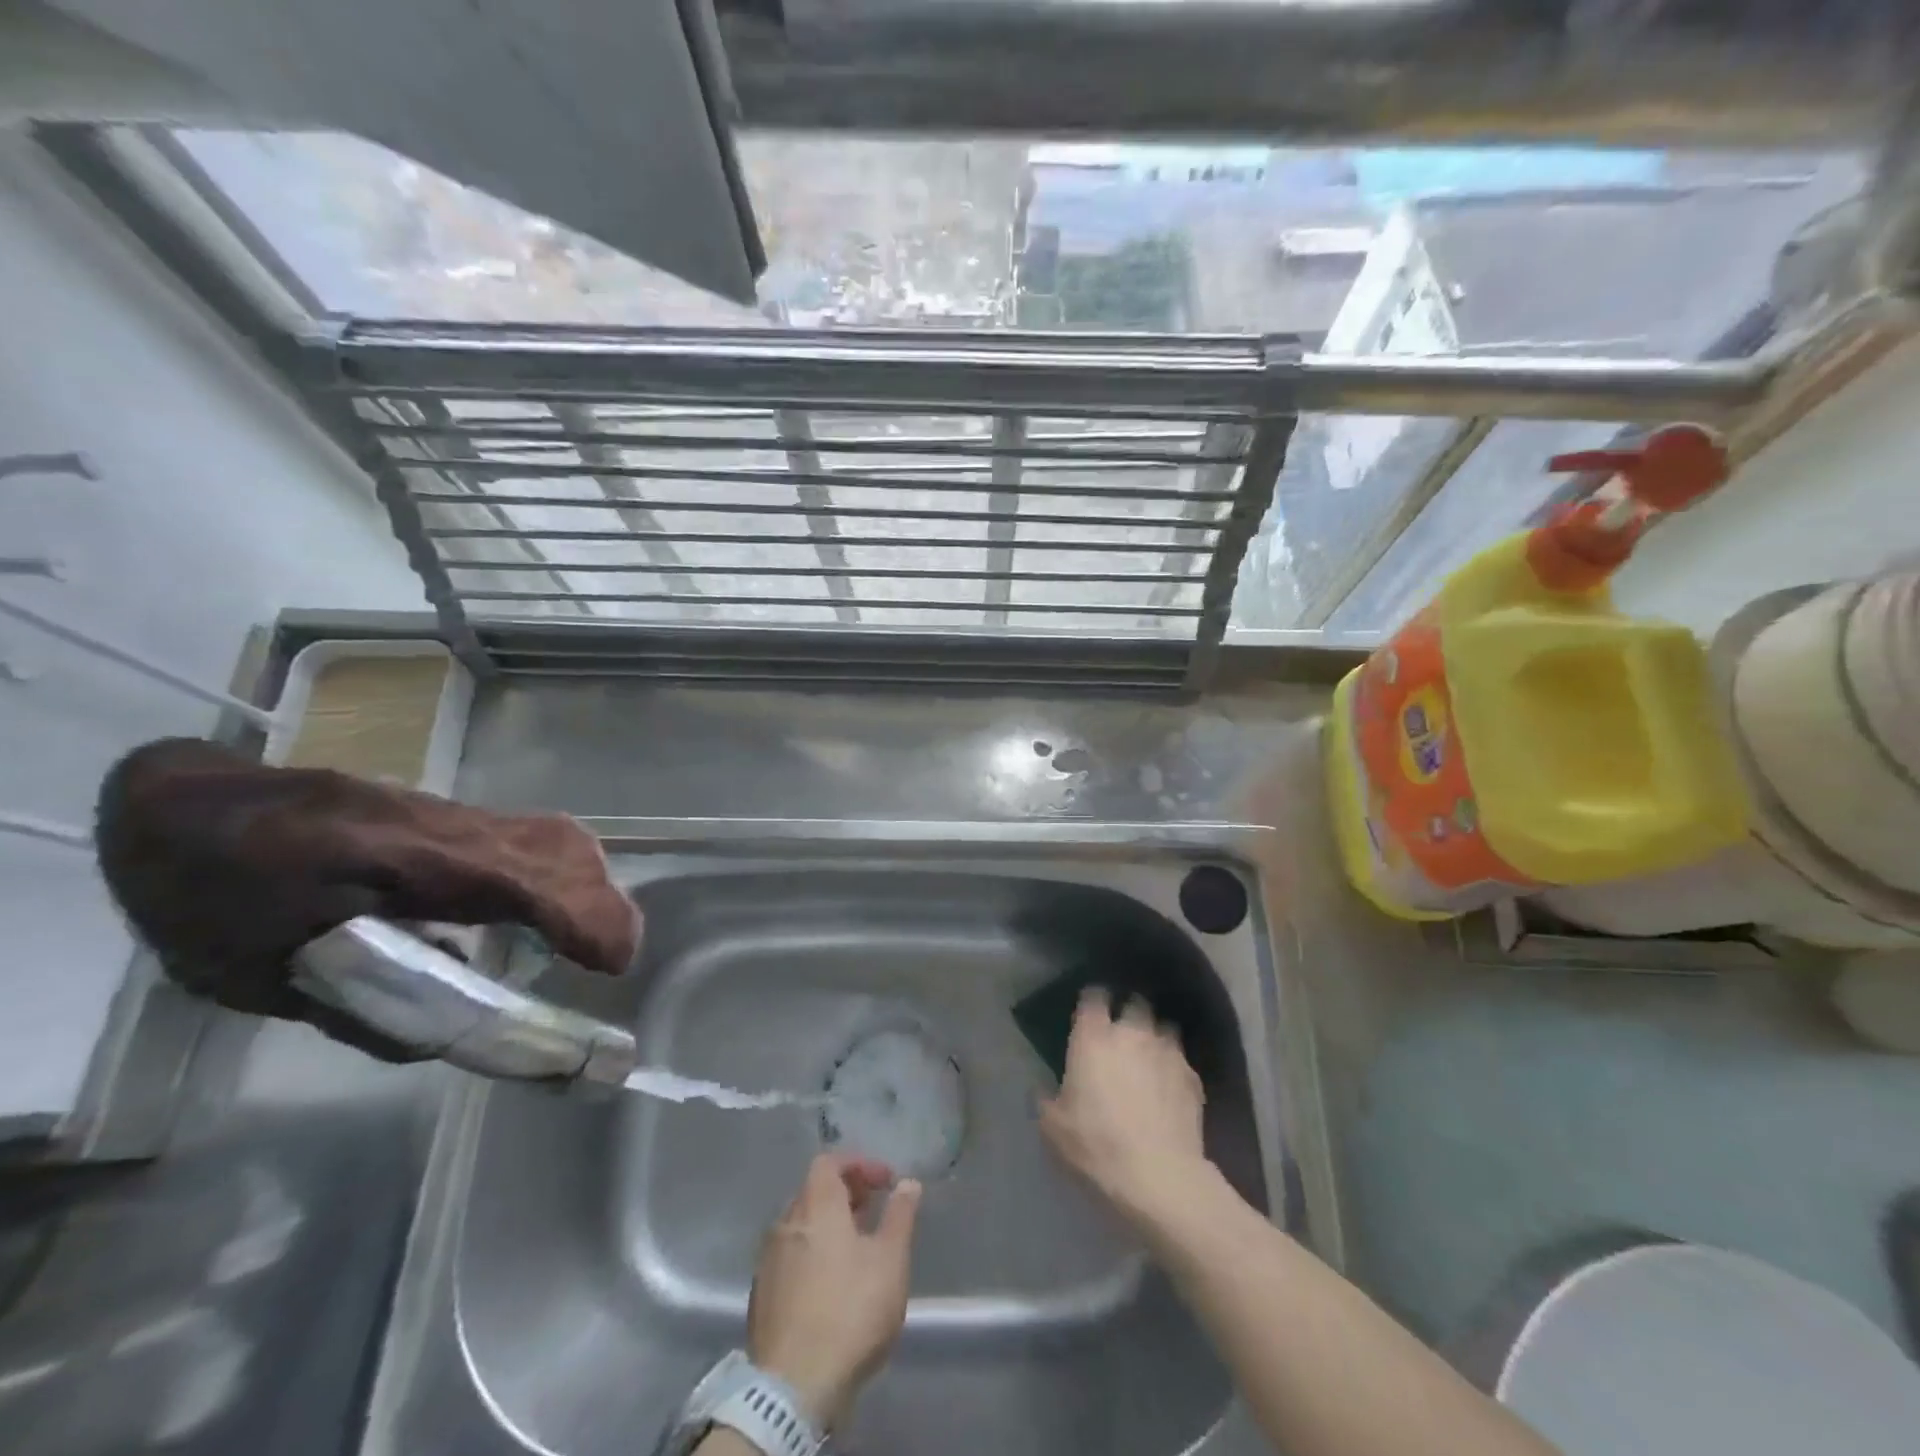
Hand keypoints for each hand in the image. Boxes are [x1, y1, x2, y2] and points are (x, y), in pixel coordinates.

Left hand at [748, 1153, 922, 1429]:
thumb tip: (908, 1183)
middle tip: (873, 1211)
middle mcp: (786, 1222)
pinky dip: (812, 1253)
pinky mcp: (761, 1296)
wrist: (793, 1387)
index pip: (829, 1162)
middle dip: (845, 1193)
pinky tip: (831, 1283)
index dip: (859, 1164)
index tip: (885, 1182)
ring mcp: (768, 1260)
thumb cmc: (850, 1310)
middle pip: (813, 1191)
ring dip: (828, 1225)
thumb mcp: (890, 1259)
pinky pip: (790, 1256)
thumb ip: (900, 1215)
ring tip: (857, 1248)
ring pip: (801, 1225)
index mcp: (816, 1205)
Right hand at [1039, 988, 1208, 1228]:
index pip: (1093, 997)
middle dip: (1128, 1012)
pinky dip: (1173, 1067)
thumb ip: (1046, 1098)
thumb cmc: (1096, 1145)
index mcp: (1093, 1038)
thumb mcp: (1053, 1127)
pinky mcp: (1192, 1077)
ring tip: (1148, 1056)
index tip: (1089, 1012)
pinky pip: (1180, 1060)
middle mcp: (1132, 1033)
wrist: (1158, 1176)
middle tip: (1121, 1033)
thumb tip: (1044, 1088)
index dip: (1092, 1000)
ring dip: (1154, 1036)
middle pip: (1134, 1003)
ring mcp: (1166, 1052)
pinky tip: (1169, 1088)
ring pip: (1163, 1027)